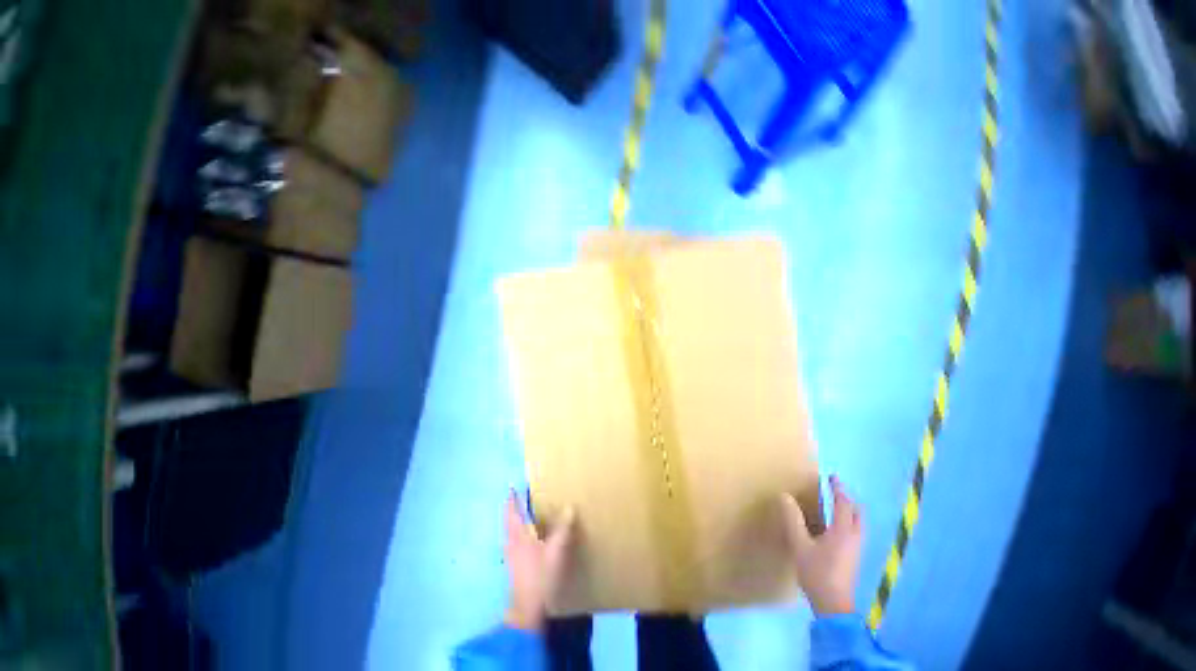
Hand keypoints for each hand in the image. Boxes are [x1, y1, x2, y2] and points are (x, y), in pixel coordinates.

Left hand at [503, 490, 574, 631]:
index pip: (513, 513)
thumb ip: (563, 528)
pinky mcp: (513, 567)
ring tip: (520, 517)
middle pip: (508, 523)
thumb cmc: (541, 576)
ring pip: (509, 534)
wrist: (528, 609)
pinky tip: (523, 541)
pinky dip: (515, 536)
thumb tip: (570, 507)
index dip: (512, 500)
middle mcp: (512, 543)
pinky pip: (512, 544)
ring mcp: (511, 557)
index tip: (510, 488)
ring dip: (512, 523)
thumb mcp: (556, 551)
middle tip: (515, 500)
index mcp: (519, 536)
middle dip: (511, 510)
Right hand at [780, 475, 862, 616]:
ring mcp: (856, 549)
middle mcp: (854, 537)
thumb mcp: (800, 544)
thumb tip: (785, 496)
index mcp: (843, 531)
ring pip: (857, 523)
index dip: (838, 489)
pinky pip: (854, 532)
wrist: (833, 605)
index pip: (843, 504)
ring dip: (848, 511)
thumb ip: (793, 519)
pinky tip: (832, 527)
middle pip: (856, 513)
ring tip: (833, 505)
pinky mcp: (853, 558)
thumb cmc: (817, 572)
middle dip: (847, 500)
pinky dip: (846, 522)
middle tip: (834, 491)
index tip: (832, 477)